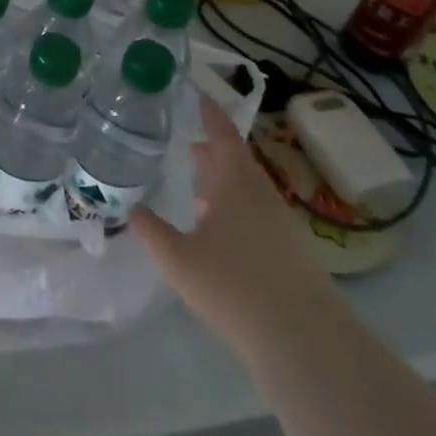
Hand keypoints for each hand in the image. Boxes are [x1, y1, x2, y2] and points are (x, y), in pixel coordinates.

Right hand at [130, 99, 333, 343]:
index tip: (198, 92)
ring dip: (222, 181)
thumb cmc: (234, 286)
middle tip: (186, 142)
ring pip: (246, 189)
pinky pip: (255, 213)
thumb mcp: (176, 258)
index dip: (209, 112)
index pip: (222, 134)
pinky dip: (232, 206)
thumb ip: (149, 229)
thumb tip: (129, 207)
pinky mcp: (290, 253)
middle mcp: (260, 195)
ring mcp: (280, 225)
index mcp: (236, 183)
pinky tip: (215, 227)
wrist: (306, 343)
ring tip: (195, 183)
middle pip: (236, 161)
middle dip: (212, 150)